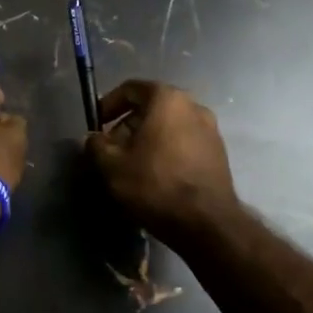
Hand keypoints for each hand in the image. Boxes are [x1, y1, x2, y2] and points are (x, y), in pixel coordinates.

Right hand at [85, 79, 239, 244]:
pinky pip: (184, 141)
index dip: (108, 104)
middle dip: (127, 124)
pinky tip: (156, 175)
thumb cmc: (155, 184)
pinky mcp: (219, 152)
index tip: (96, 125)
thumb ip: (96, 145)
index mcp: (167, 99)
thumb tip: (93, 138)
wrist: (207, 223)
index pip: (131, 89)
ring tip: (132, 164)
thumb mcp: (112, 165)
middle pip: (151, 106)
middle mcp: (193, 106)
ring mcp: (210, 129)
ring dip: (147, 138)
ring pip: (169, 125)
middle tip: (112, 149)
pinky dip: (167, 150)